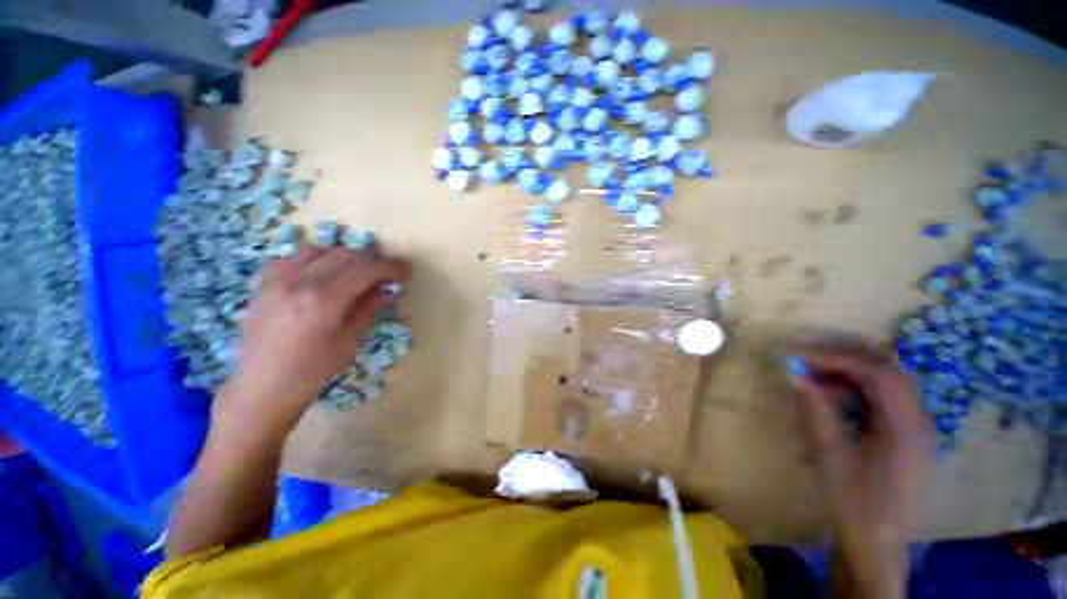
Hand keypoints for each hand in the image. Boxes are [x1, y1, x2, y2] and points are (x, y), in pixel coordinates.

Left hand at [217, 244, 409, 436]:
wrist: (262, 386)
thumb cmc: (312, 370)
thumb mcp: (349, 341)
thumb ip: (369, 310)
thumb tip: (388, 291)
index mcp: (325, 301)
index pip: (366, 269)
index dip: (390, 267)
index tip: (404, 272)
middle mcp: (300, 282)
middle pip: (345, 254)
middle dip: (371, 260)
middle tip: (384, 273)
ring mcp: (277, 279)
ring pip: (319, 249)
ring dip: (343, 256)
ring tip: (354, 272)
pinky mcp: (263, 283)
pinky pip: (292, 258)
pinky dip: (314, 260)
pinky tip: (321, 276)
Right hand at [787, 345, 932, 598]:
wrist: (878, 545)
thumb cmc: (855, 504)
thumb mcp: (831, 457)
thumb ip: (816, 411)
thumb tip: (794, 375)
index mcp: (906, 427)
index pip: (878, 373)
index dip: (837, 358)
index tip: (799, 356)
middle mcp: (919, 421)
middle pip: (887, 371)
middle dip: (844, 359)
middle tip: (805, 358)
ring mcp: (915, 428)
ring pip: (886, 383)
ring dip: (849, 372)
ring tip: (814, 373)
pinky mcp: (906, 436)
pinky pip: (883, 400)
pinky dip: (856, 389)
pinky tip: (833, 394)